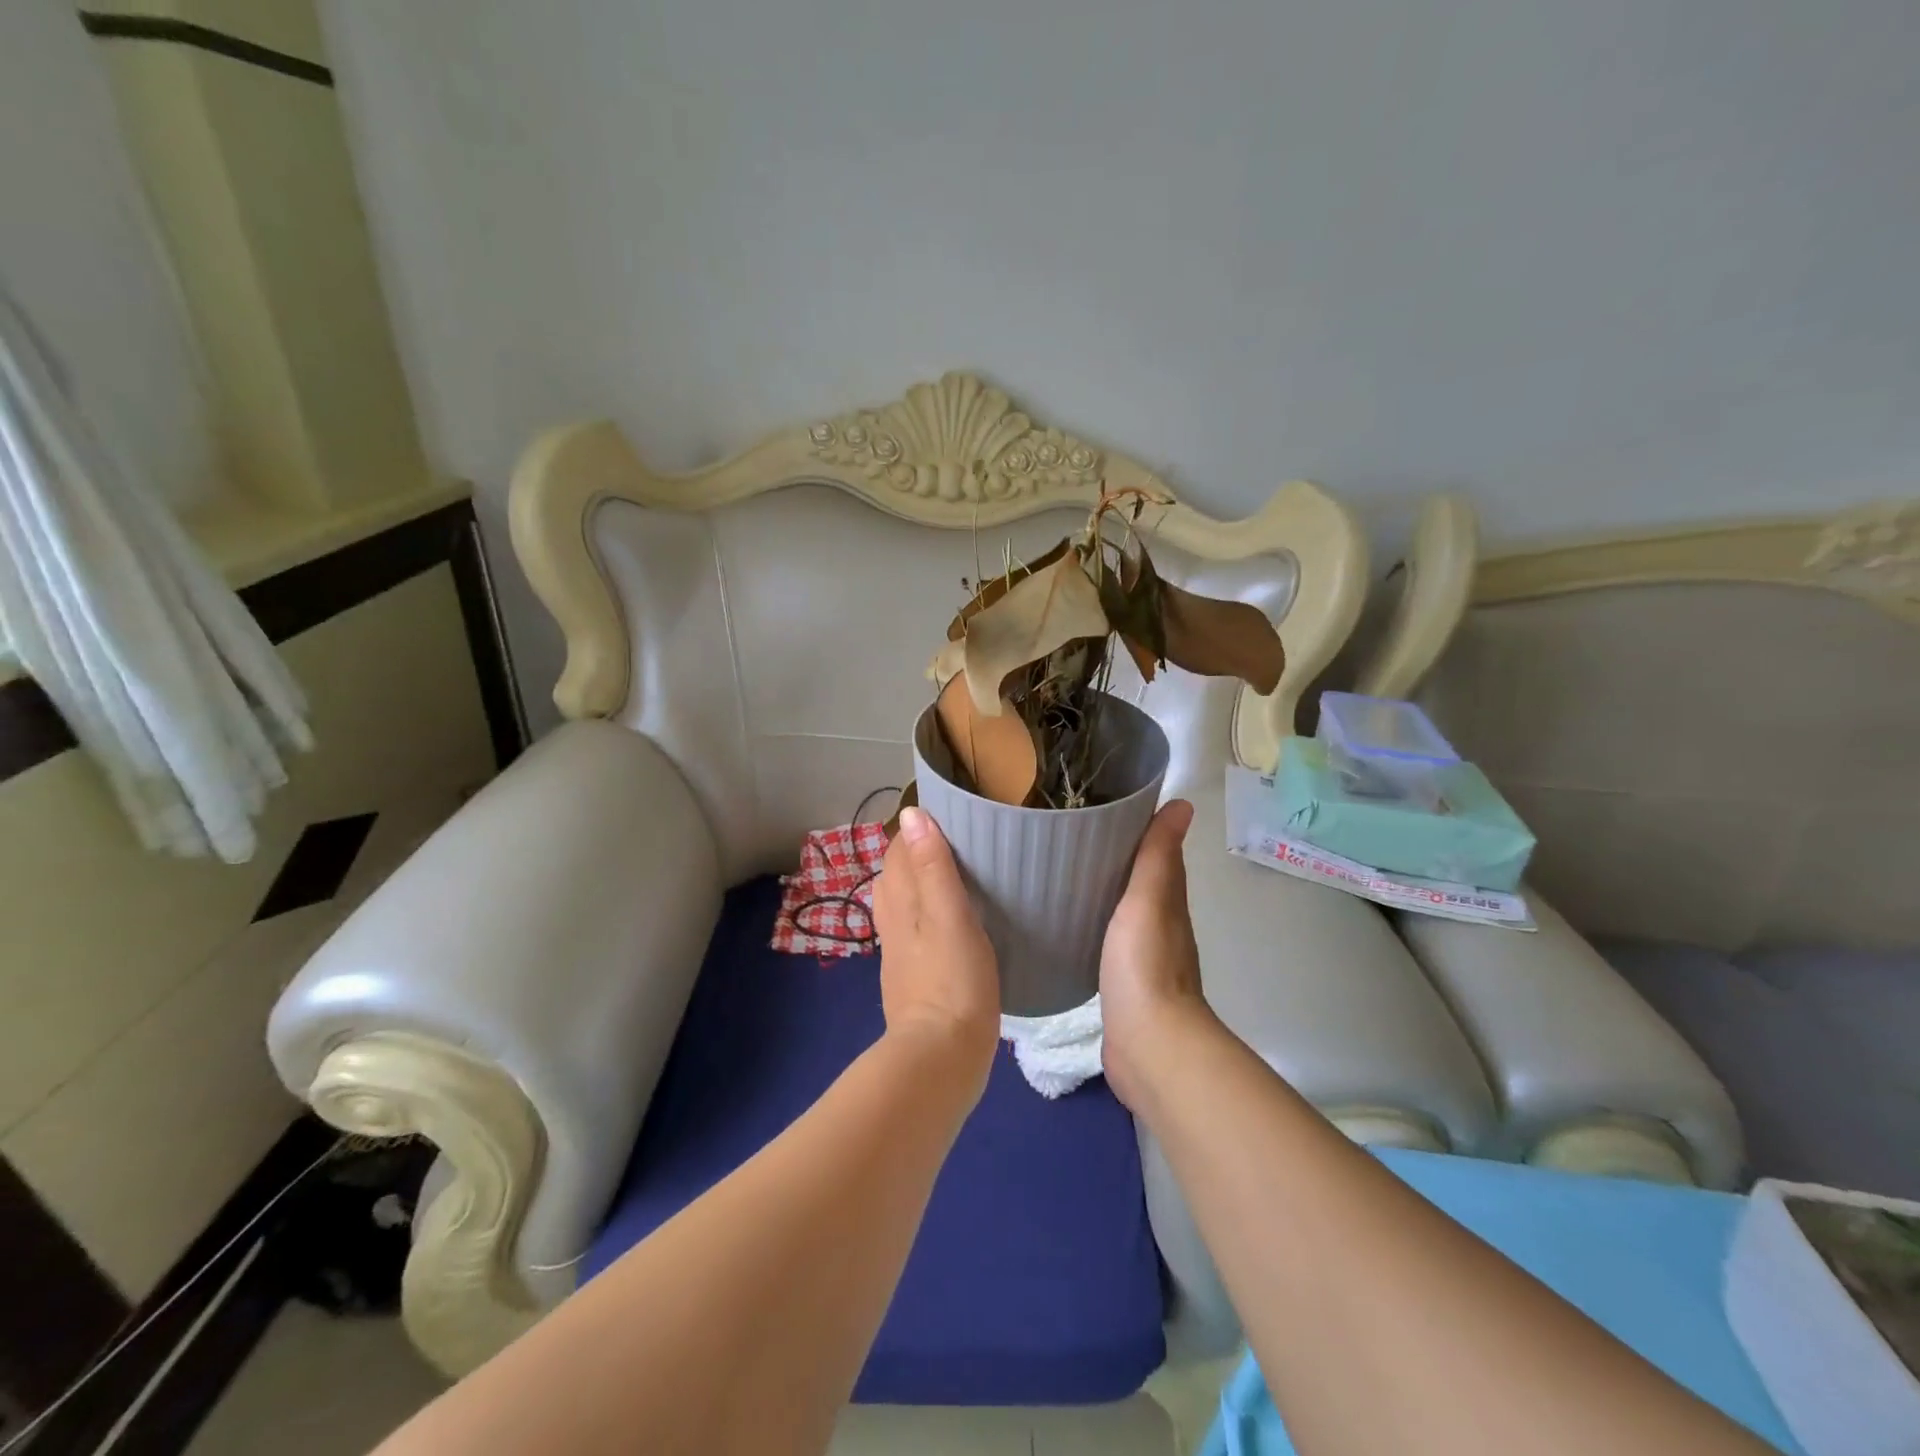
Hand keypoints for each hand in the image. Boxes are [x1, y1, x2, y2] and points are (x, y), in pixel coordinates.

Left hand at [871, 807, 1000, 1089]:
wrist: (940, 1057)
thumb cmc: (952, 980)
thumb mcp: (950, 915)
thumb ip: (933, 866)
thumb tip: (913, 814)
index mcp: (900, 902)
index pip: (898, 850)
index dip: (917, 830)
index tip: (950, 817)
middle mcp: (893, 921)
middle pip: (897, 874)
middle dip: (918, 853)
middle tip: (959, 843)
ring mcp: (900, 952)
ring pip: (904, 903)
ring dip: (922, 883)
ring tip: (956, 877)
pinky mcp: (913, 977)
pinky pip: (915, 931)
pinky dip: (928, 915)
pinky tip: (951, 924)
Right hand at [1100, 799, 1215, 1109]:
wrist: (1148, 1045)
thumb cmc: (1144, 965)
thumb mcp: (1148, 900)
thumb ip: (1158, 855)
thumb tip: (1184, 803)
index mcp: (1168, 902)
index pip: (1157, 855)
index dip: (1138, 830)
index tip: (1104, 807)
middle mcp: (1160, 926)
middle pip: (1140, 882)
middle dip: (1116, 859)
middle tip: (1073, 836)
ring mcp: (1141, 958)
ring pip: (1123, 912)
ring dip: (1105, 892)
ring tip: (1066, 873)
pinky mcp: (1122, 984)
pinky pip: (1107, 941)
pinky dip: (1095, 925)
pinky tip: (1072, 924)